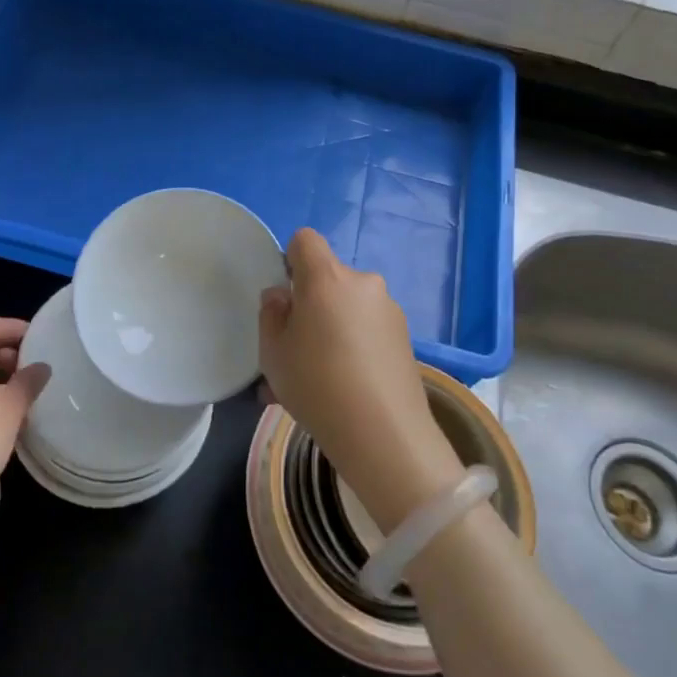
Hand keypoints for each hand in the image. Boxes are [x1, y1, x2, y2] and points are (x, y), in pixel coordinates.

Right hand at [259, 230, 463, 530]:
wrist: (385, 436)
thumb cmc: (317, 385)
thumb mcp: (273, 352)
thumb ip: (271, 314)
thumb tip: (283, 296)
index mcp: (326, 278)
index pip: (305, 240)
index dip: (290, 260)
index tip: (285, 298)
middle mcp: (362, 283)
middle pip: (329, 278)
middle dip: (311, 304)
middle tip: (296, 349)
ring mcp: (388, 310)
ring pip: (347, 309)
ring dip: (331, 330)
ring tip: (316, 380)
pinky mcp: (405, 338)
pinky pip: (366, 331)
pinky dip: (352, 348)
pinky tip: (342, 390)